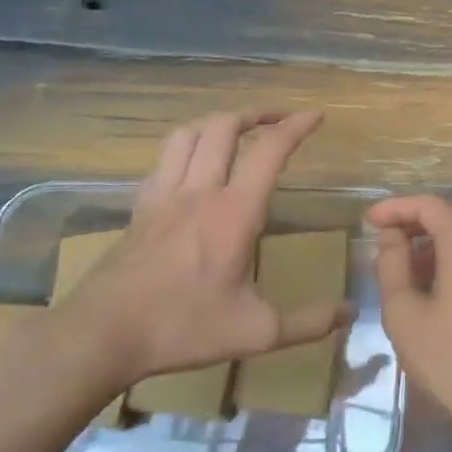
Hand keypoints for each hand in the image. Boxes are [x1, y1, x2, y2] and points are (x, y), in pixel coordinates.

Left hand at [54, 110, 352, 391]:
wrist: (99, 337)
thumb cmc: (182, 328)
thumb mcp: (257, 333)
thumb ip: (309, 322)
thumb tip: (352, 313)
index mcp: (234, 213)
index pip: (269, 151)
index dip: (295, 127)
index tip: (316, 115)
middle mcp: (199, 192)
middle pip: (223, 127)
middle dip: (255, 114)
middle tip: (278, 120)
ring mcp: (163, 197)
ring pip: (187, 135)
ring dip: (216, 124)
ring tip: (237, 132)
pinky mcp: (138, 210)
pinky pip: (162, 161)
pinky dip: (184, 150)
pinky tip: (193, 167)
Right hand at [367, 195, 451, 442]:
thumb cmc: (450, 358)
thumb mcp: (405, 312)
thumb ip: (393, 265)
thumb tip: (391, 237)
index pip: (430, 205)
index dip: (396, 207)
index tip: (368, 221)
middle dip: (419, 219)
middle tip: (387, 239)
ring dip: (439, 238)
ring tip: (405, 265)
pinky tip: (435, 284)